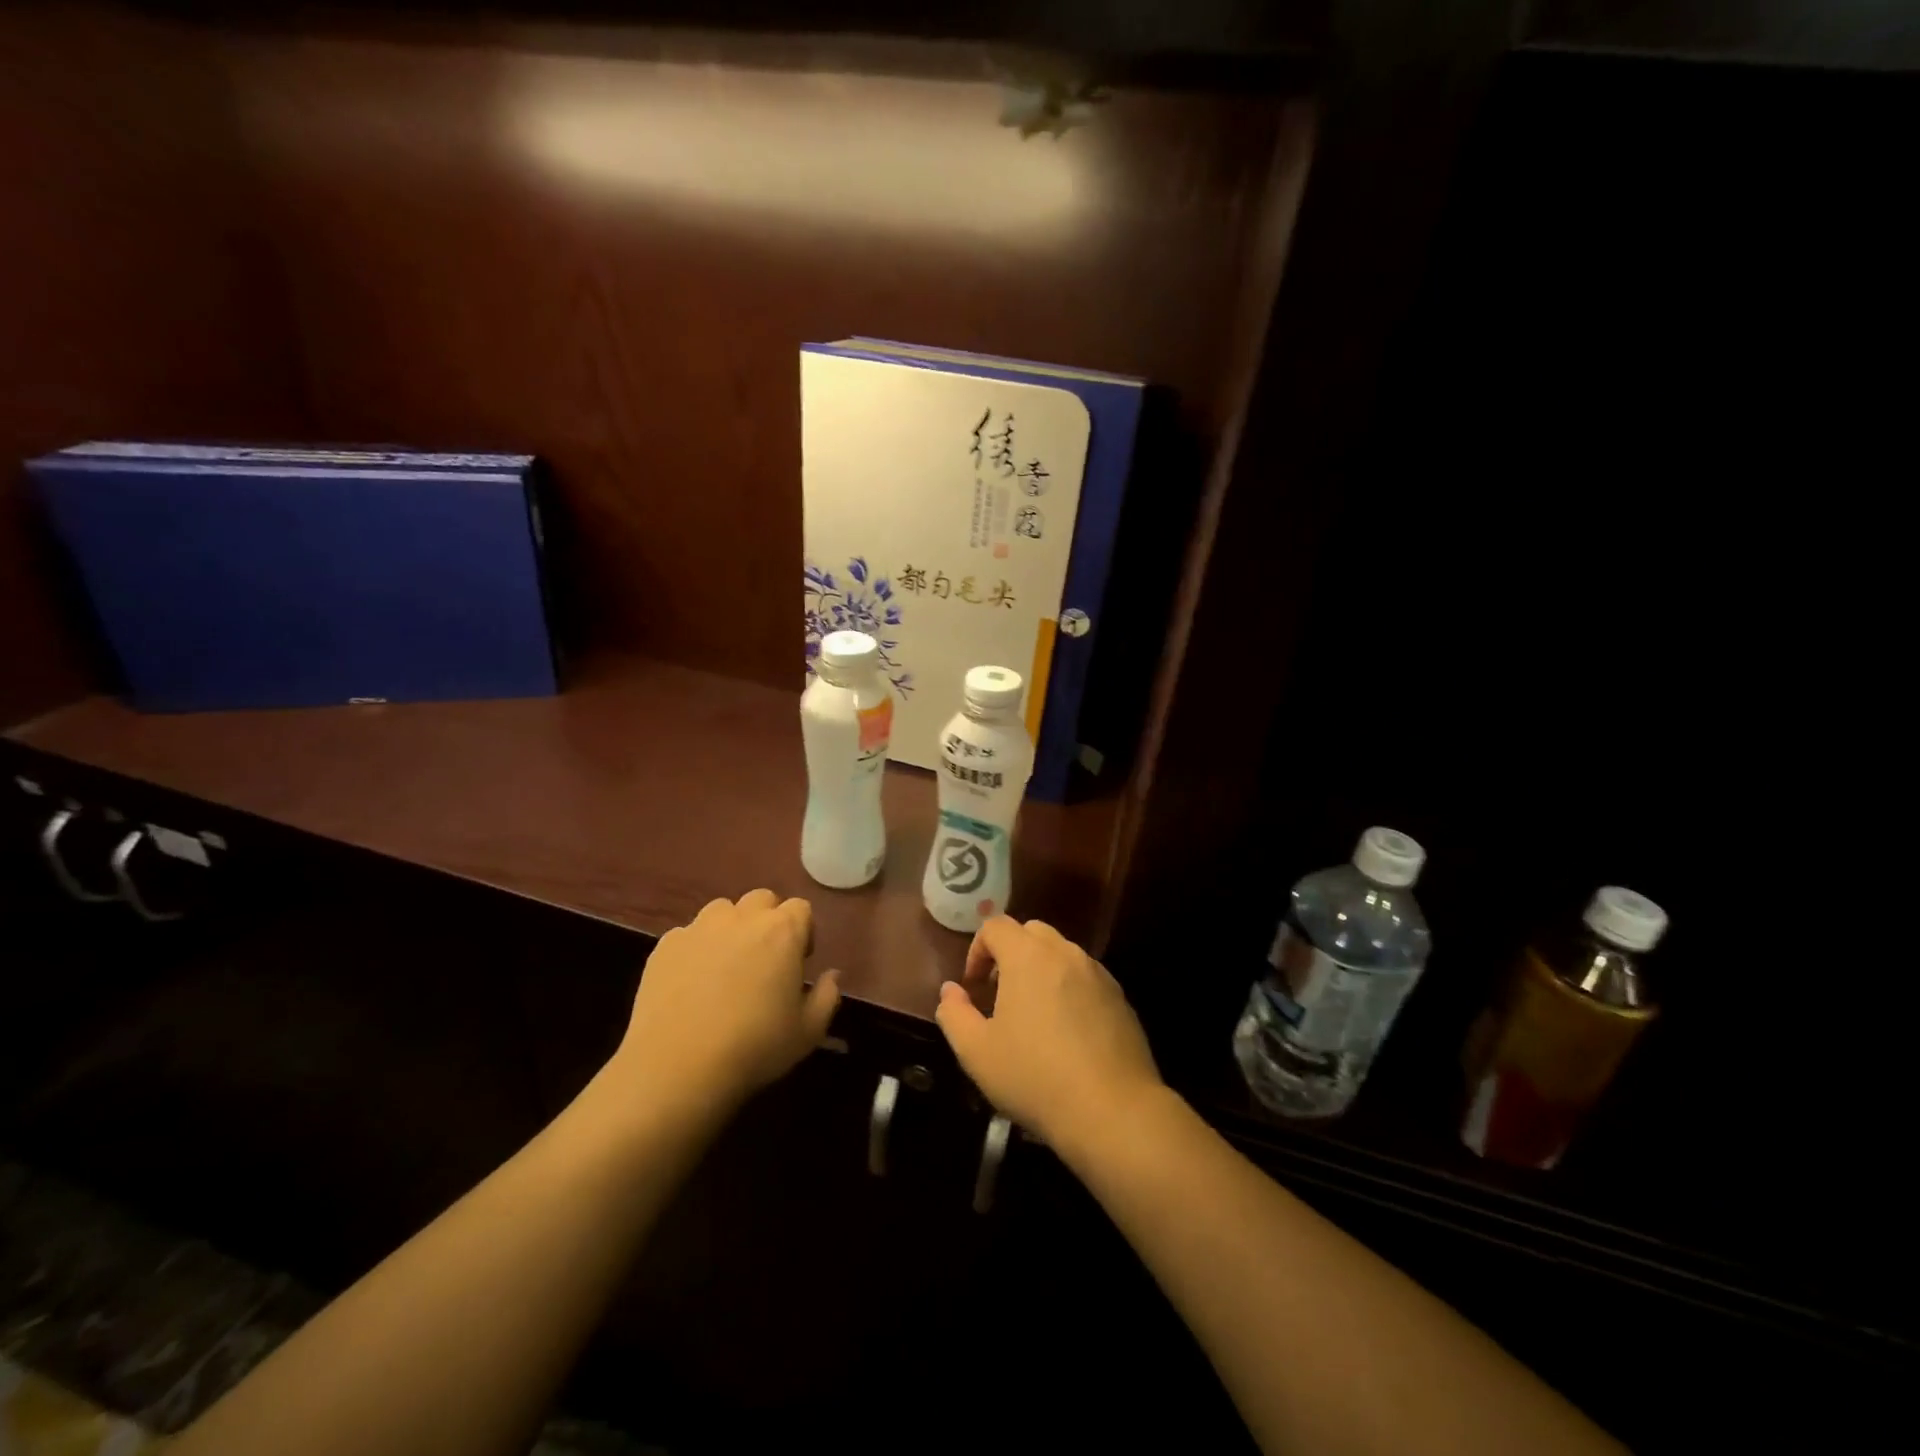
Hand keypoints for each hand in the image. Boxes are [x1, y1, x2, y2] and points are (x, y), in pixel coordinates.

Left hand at [611, 890, 840, 1118]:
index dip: (803, 931)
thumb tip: (831, 975)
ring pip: (722, 911)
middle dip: (768, 921)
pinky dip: (695, 949)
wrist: (677, 1067)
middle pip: (762, 899)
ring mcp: (699, 928)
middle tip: (765, 959)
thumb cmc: (754, 1047)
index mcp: (782, 931)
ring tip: (726, 965)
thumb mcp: (808, 1032)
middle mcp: (742, 918)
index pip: (801, 908)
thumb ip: (827, 996)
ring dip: (731, 928)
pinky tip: (691, 983)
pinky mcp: (665, 946)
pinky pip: (688, 934)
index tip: (798, 962)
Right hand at [935, 917, 1162, 1154]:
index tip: (973, 987)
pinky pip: (1086, 979)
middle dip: (1010, 954)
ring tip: (1033, 1016)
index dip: (977, 950)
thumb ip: (955, 1014)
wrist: (1112, 1110)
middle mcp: (1065, 953)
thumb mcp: (977, 1052)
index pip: (996, 926)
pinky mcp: (1120, 998)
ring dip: (1041, 971)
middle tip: (1000, 995)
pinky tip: (1067, 1034)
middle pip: (1031, 933)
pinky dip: (1069, 990)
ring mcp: (1098, 974)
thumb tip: (951, 991)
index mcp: (1028, 956)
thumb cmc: (1035, 1077)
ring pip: (1062, 954)